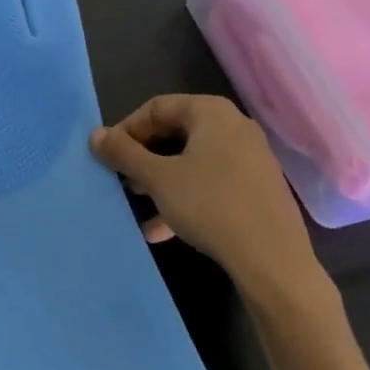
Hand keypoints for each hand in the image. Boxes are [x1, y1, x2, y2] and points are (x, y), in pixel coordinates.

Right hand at [90, 95, 330, 319]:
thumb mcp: (158, 178)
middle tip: (123, 179)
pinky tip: (161, 228)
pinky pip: (211, 182)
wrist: (273, 261)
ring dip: (161, 179)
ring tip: (138, 202)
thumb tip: (95, 134)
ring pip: (192, 160)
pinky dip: (185, 196)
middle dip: (144, 157)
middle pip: (175, 132)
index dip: (126, 130)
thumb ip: (124, 153)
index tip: (108, 157)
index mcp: (211, 112)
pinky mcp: (257, 188)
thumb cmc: (210, 206)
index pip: (156, 107)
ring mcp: (249, 158)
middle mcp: (234, 126)